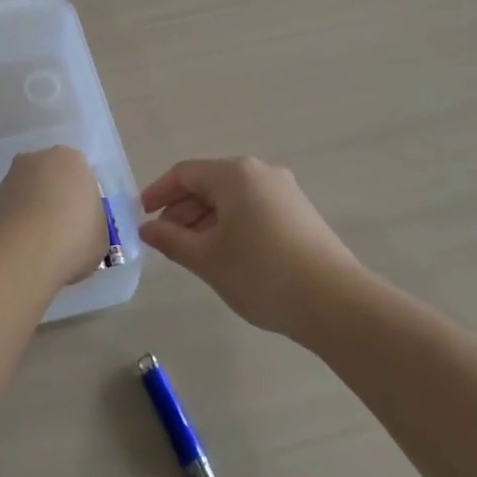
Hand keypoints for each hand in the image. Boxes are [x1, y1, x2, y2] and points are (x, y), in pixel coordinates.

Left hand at [0, 146, 109, 286]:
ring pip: (28, 190)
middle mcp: (40, 158)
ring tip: (38, 243)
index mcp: (73, 160)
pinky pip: (11, 207)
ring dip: (32, 208)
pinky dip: (15, 221)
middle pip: (51, 177)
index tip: (81, 225)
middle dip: (54, 198)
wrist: (24, 251)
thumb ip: (92, 224)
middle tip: (60, 231)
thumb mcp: (101, 236)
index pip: (80, 176)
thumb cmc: (74, 238)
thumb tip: (82, 229)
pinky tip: (21, 245)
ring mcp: (12, 175)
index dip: (81, 201)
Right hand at [140, 157, 361, 336]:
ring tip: (192, 252)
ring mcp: (284, 191)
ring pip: (231, 198)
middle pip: (208, 183)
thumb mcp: (207, 258)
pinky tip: (226, 254)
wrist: (336, 303)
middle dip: (181, 209)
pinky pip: (252, 208)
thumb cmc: (261, 273)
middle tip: (163, 240)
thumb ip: (171, 239)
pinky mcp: (299, 213)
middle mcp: (260, 172)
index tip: (141, 216)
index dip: (158, 193)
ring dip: (205, 219)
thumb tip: (147, 228)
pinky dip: (230, 224)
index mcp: (234, 174)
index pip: (184, 174)